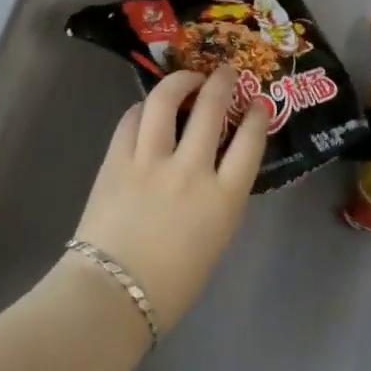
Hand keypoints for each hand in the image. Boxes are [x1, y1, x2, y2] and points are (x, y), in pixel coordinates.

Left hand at [71, 65, 267, 332]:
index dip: (257, 115)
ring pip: (167, 101)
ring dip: (180, 81)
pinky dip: (143, 108)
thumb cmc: (171, 285)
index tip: (259, 101)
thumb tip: (212, 167)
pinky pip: (131, 119)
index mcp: (223, 199)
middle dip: (223, 82)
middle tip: (226, 72)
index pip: (249, 141)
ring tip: (187, 77)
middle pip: (212, 108)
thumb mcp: (215, 239)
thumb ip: (219, 199)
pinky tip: (148, 108)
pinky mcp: (117, 159)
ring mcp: (151, 161)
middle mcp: (191, 170)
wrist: (112, 297)